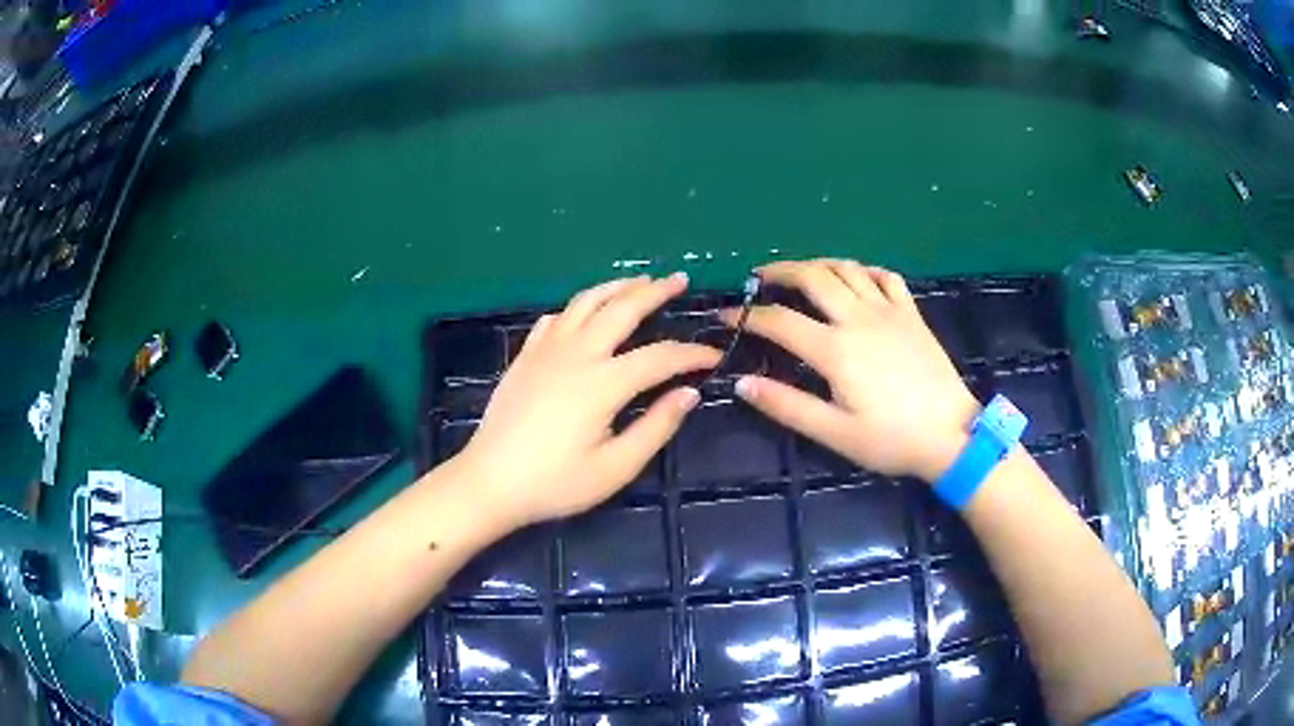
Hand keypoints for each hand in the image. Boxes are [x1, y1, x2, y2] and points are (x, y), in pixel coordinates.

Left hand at [454, 273, 720, 528]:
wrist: (489, 482)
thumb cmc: (555, 482)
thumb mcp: (615, 467)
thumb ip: (655, 427)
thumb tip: (688, 393)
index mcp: (603, 382)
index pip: (660, 357)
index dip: (692, 354)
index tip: (714, 356)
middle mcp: (576, 353)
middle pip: (621, 309)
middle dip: (655, 292)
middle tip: (679, 279)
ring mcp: (546, 350)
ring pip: (585, 302)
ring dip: (616, 287)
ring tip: (638, 281)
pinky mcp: (525, 356)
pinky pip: (554, 318)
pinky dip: (577, 308)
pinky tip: (584, 313)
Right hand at [724, 259, 980, 481]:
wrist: (951, 435)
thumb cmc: (891, 439)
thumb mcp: (835, 433)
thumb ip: (787, 406)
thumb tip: (742, 383)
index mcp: (835, 349)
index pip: (780, 321)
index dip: (748, 316)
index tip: (726, 316)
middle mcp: (858, 318)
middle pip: (813, 277)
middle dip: (780, 271)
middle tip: (760, 277)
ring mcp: (889, 311)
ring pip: (847, 268)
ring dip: (819, 264)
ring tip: (802, 274)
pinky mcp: (911, 314)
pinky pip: (886, 277)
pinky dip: (865, 271)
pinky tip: (858, 279)